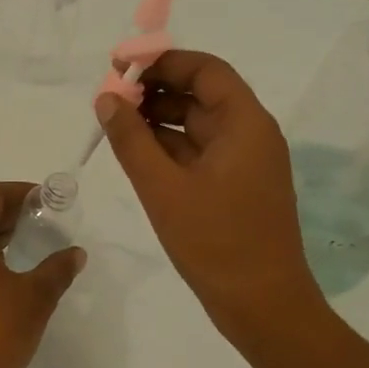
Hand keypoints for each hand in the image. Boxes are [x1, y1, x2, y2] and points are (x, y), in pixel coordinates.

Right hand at [94, 50, 326, 346]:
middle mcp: (249, 134)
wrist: (262, 306)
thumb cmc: (215, 241)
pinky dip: (167, 146)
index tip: (119, 67)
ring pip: (196, 123)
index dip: (162, 60)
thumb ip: (131, 139)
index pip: (205, 69)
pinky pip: (198, 151)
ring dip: (157, 118)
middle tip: (109, 99)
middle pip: (200, 93)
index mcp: (244, 124)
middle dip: (154, 90)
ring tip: (114, 125)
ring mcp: (243, 162)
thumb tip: (106, 98)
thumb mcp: (162, 187)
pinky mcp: (234, 187)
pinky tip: (135, 152)